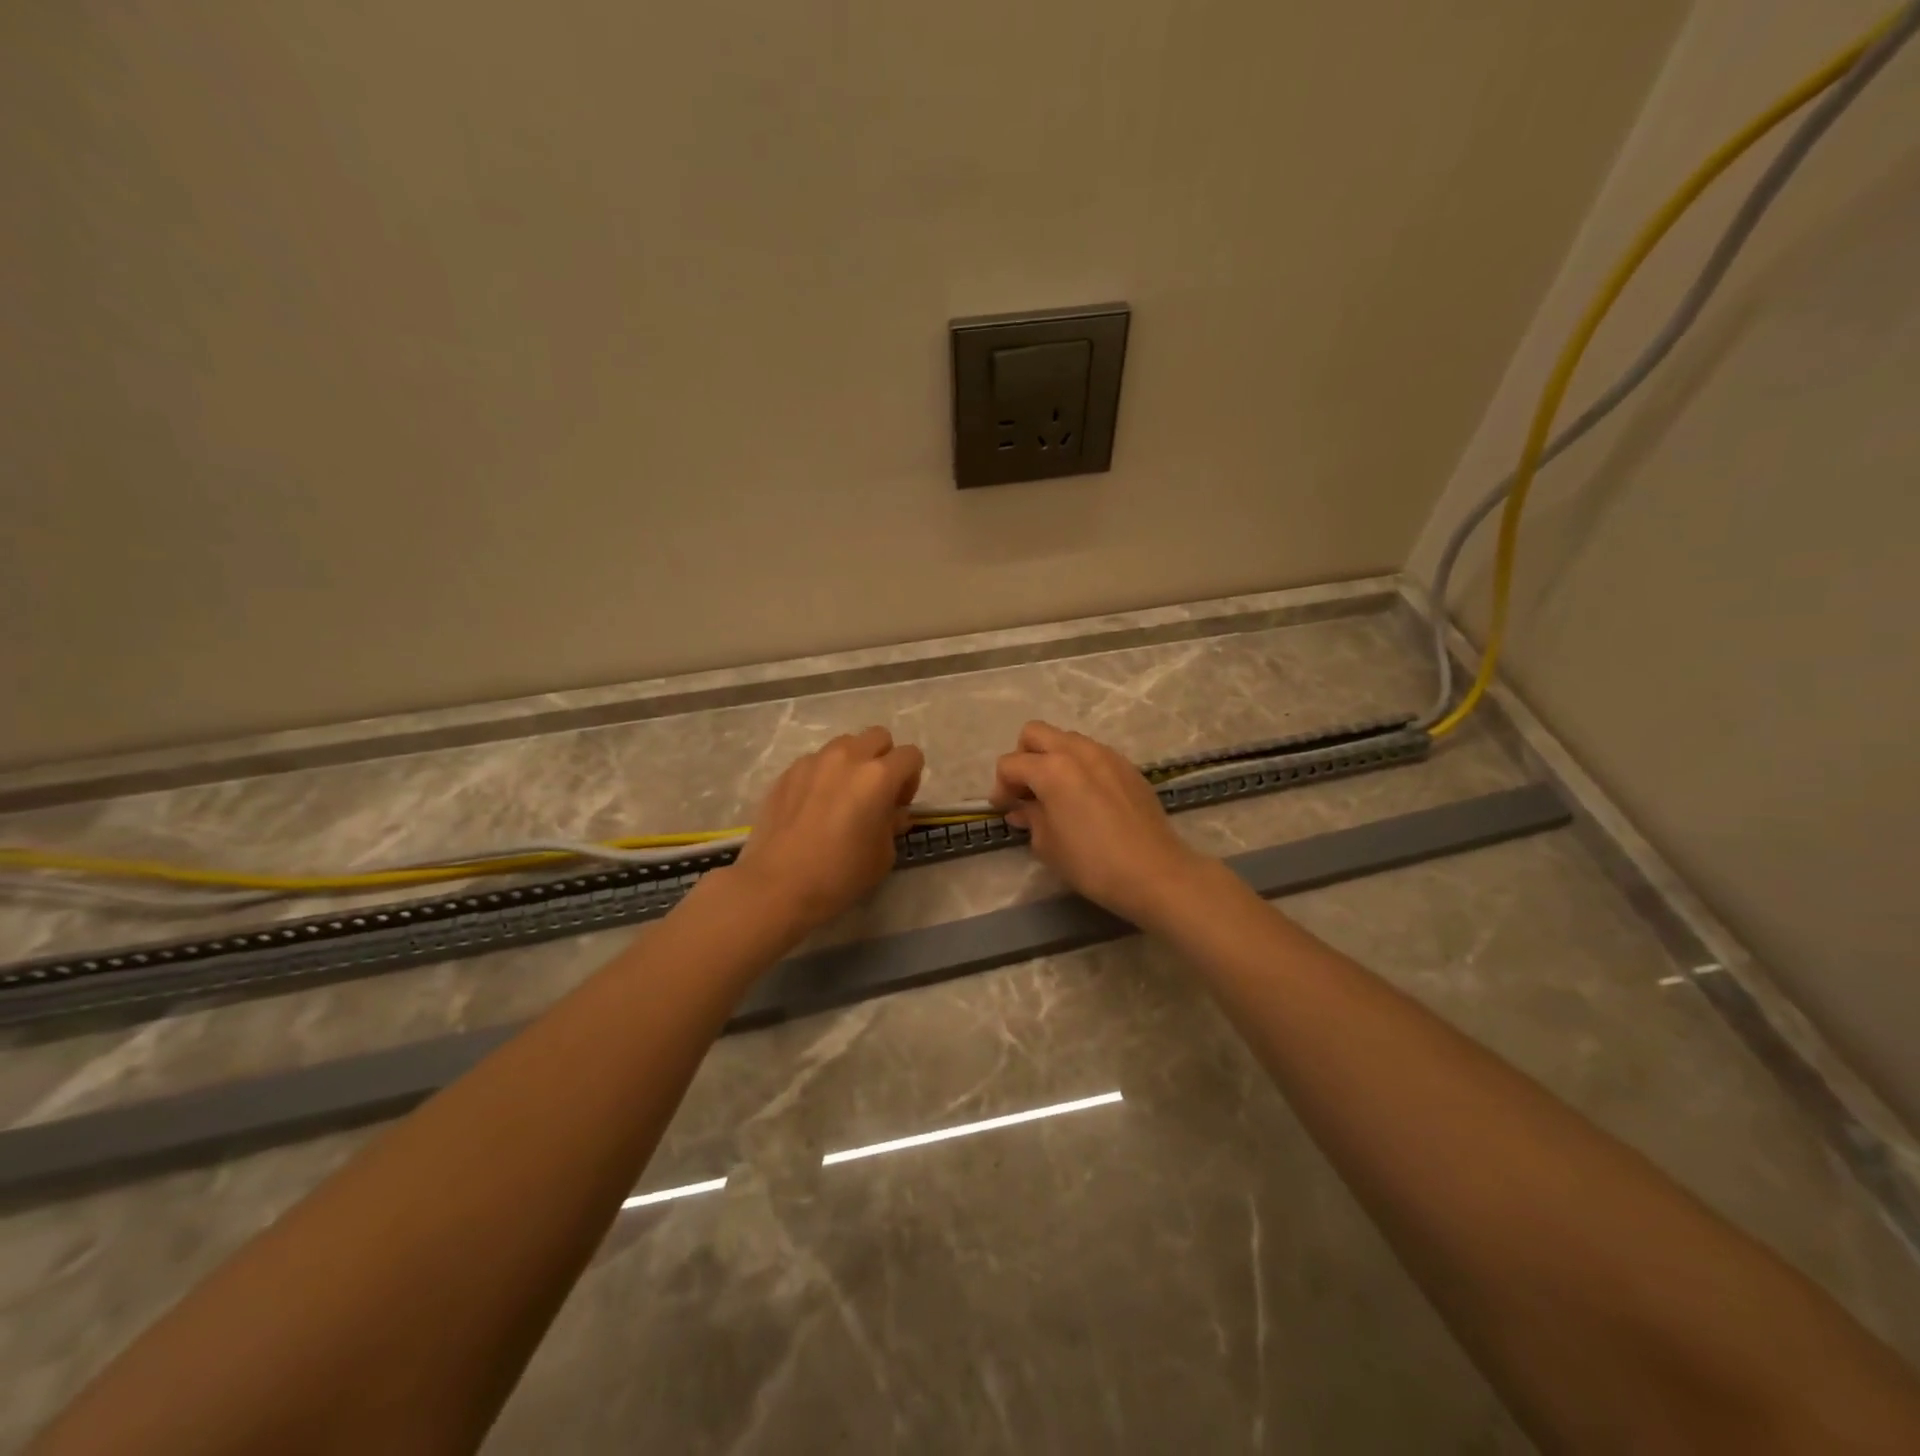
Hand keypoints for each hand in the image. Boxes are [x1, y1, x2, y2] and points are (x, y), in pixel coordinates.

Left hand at [730, 726, 924, 936]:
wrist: (778, 885)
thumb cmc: (840, 874)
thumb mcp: (883, 855)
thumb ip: (893, 824)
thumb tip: (892, 813)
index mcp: (878, 776)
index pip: (911, 755)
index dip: (911, 779)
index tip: (899, 805)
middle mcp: (847, 757)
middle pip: (879, 736)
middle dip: (884, 759)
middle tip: (876, 793)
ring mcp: (814, 761)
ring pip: (845, 744)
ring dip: (853, 762)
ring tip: (843, 796)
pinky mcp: (788, 772)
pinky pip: (816, 761)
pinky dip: (824, 775)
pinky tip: (814, 806)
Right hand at [990, 721, 1210, 925]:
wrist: (1154, 872)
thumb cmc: (1092, 863)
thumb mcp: (1048, 845)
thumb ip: (1030, 818)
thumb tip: (1022, 809)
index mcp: (1051, 769)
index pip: (1010, 764)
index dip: (1000, 787)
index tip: (1004, 810)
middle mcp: (1077, 751)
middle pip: (1035, 733)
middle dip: (1023, 757)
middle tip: (1026, 790)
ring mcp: (1106, 754)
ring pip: (1066, 739)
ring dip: (1052, 759)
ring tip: (1056, 794)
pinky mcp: (1127, 766)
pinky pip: (1092, 754)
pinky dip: (1079, 767)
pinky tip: (1085, 798)